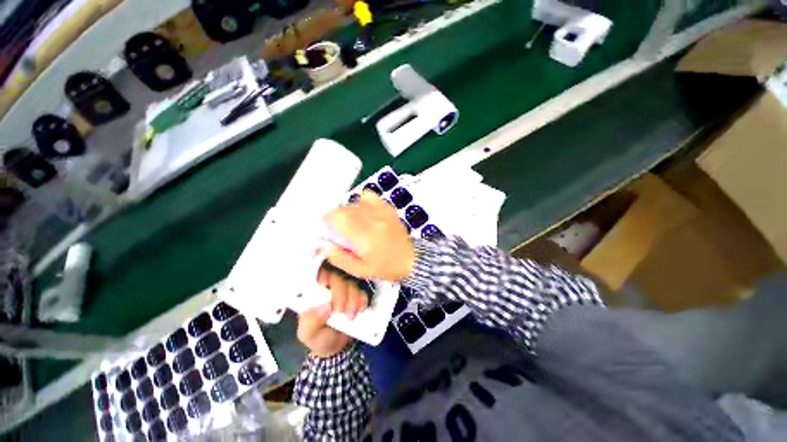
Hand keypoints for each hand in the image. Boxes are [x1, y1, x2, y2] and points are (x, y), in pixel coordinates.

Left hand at [296, 268, 368, 357]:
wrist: (338, 348)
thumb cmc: (320, 337)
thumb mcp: (308, 334)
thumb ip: (310, 322)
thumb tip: (324, 307)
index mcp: (315, 293)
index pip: (319, 275)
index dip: (323, 276)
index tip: (325, 286)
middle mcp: (330, 287)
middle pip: (338, 278)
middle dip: (341, 294)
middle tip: (340, 311)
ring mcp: (346, 290)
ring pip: (352, 283)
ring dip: (353, 298)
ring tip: (350, 316)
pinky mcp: (358, 295)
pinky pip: (363, 291)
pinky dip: (362, 299)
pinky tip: (360, 310)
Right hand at [324, 191, 415, 280]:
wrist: (410, 259)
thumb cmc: (385, 267)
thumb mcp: (359, 270)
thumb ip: (340, 258)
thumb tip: (326, 244)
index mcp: (364, 236)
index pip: (337, 218)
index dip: (327, 221)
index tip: (327, 229)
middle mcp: (371, 220)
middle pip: (344, 209)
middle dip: (336, 218)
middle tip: (340, 231)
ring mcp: (381, 212)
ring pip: (354, 203)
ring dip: (347, 212)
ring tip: (352, 223)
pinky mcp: (387, 208)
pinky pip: (369, 196)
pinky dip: (362, 202)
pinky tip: (363, 212)